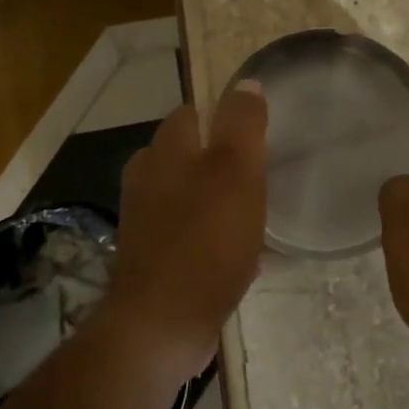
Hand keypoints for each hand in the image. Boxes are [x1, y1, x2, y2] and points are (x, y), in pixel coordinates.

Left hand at [109, 83, 267, 377]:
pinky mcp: (152, 258)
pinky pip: (189, 235)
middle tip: (262, 176)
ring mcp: (145, 221)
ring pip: (189, 195)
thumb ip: (242, 125)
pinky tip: (242, 256)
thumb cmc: (205, 241)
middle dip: (222, 161)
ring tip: (257, 216)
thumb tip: (247, 83)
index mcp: (164, 151)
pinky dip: (213, 238)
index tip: (258, 135)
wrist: (162, 324)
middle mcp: (147, 179)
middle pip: (189, 154)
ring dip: (220, 201)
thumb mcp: (235, 172)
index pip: (193, 113)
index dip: (225, 117)